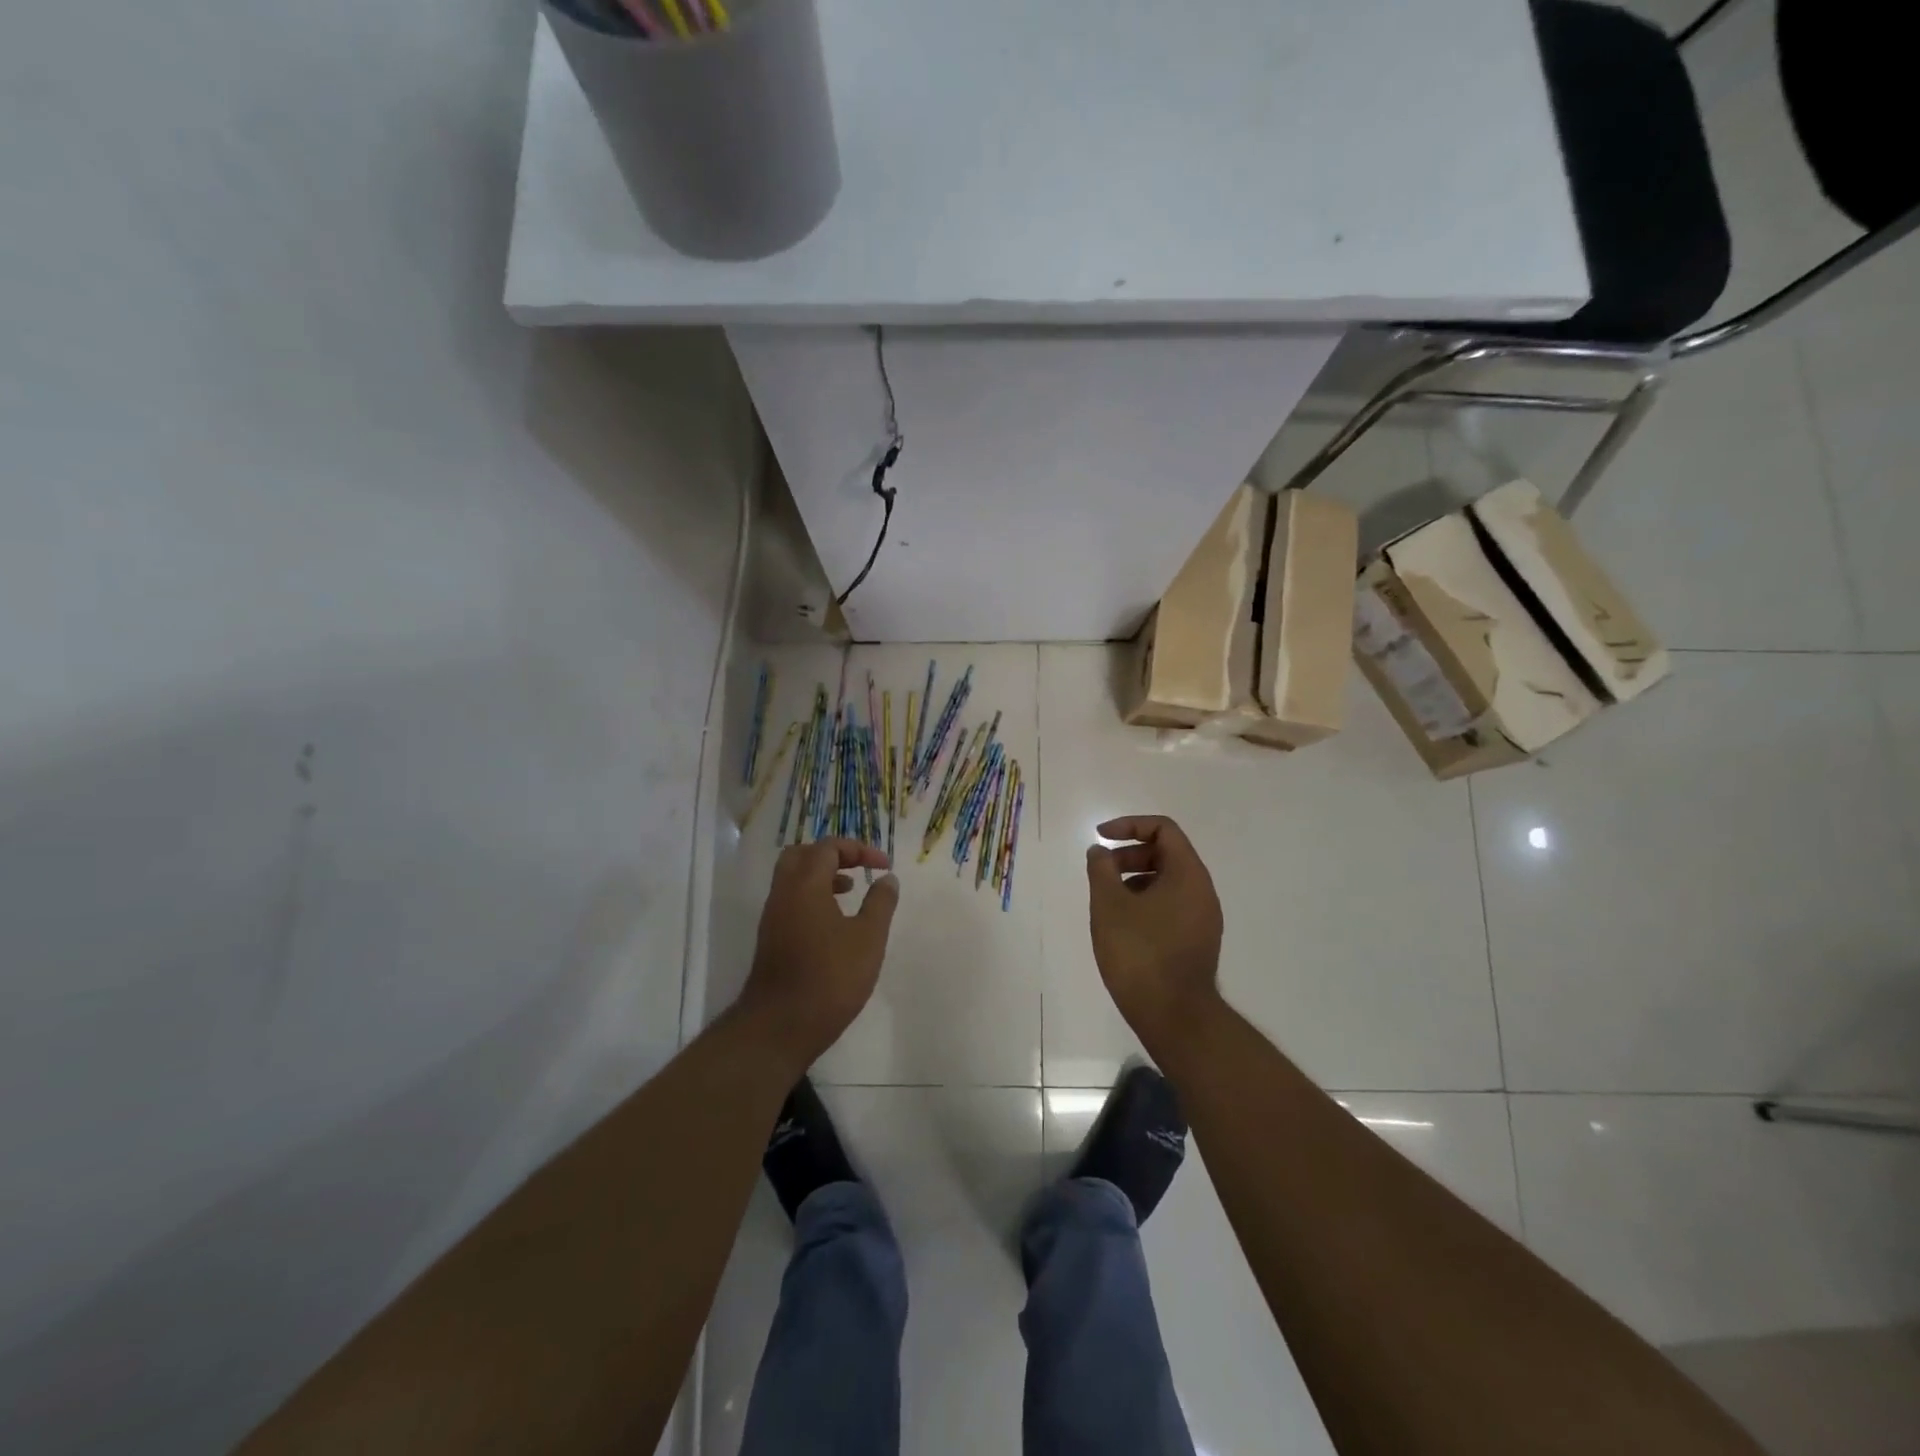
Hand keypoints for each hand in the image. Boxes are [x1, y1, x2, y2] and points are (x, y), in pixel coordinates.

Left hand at [738, 838, 899, 1068]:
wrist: (779, 1027)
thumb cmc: (830, 977)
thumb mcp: (868, 938)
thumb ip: (880, 903)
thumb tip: (887, 878)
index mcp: (805, 885)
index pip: (828, 847)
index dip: (859, 849)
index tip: (883, 866)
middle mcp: (783, 893)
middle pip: (802, 855)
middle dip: (832, 855)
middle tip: (857, 867)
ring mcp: (773, 917)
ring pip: (793, 879)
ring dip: (822, 877)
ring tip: (850, 892)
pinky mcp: (771, 939)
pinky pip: (790, 901)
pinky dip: (812, 897)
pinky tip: (834, 923)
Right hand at [1085, 815, 1223, 1049]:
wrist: (1174, 1016)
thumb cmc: (1139, 953)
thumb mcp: (1109, 905)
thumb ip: (1101, 869)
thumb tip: (1100, 851)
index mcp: (1188, 875)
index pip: (1163, 830)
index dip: (1129, 825)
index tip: (1100, 837)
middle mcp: (1202, 891)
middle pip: (1167, 854)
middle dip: (1129, 855)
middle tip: (1100, 871)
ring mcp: (1203, 919)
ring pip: (1168, 882)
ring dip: (1135, 879)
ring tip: (1107, 900)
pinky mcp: (1197, 941)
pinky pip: (1171, 906)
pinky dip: (1146, 901)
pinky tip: (1123, 924)